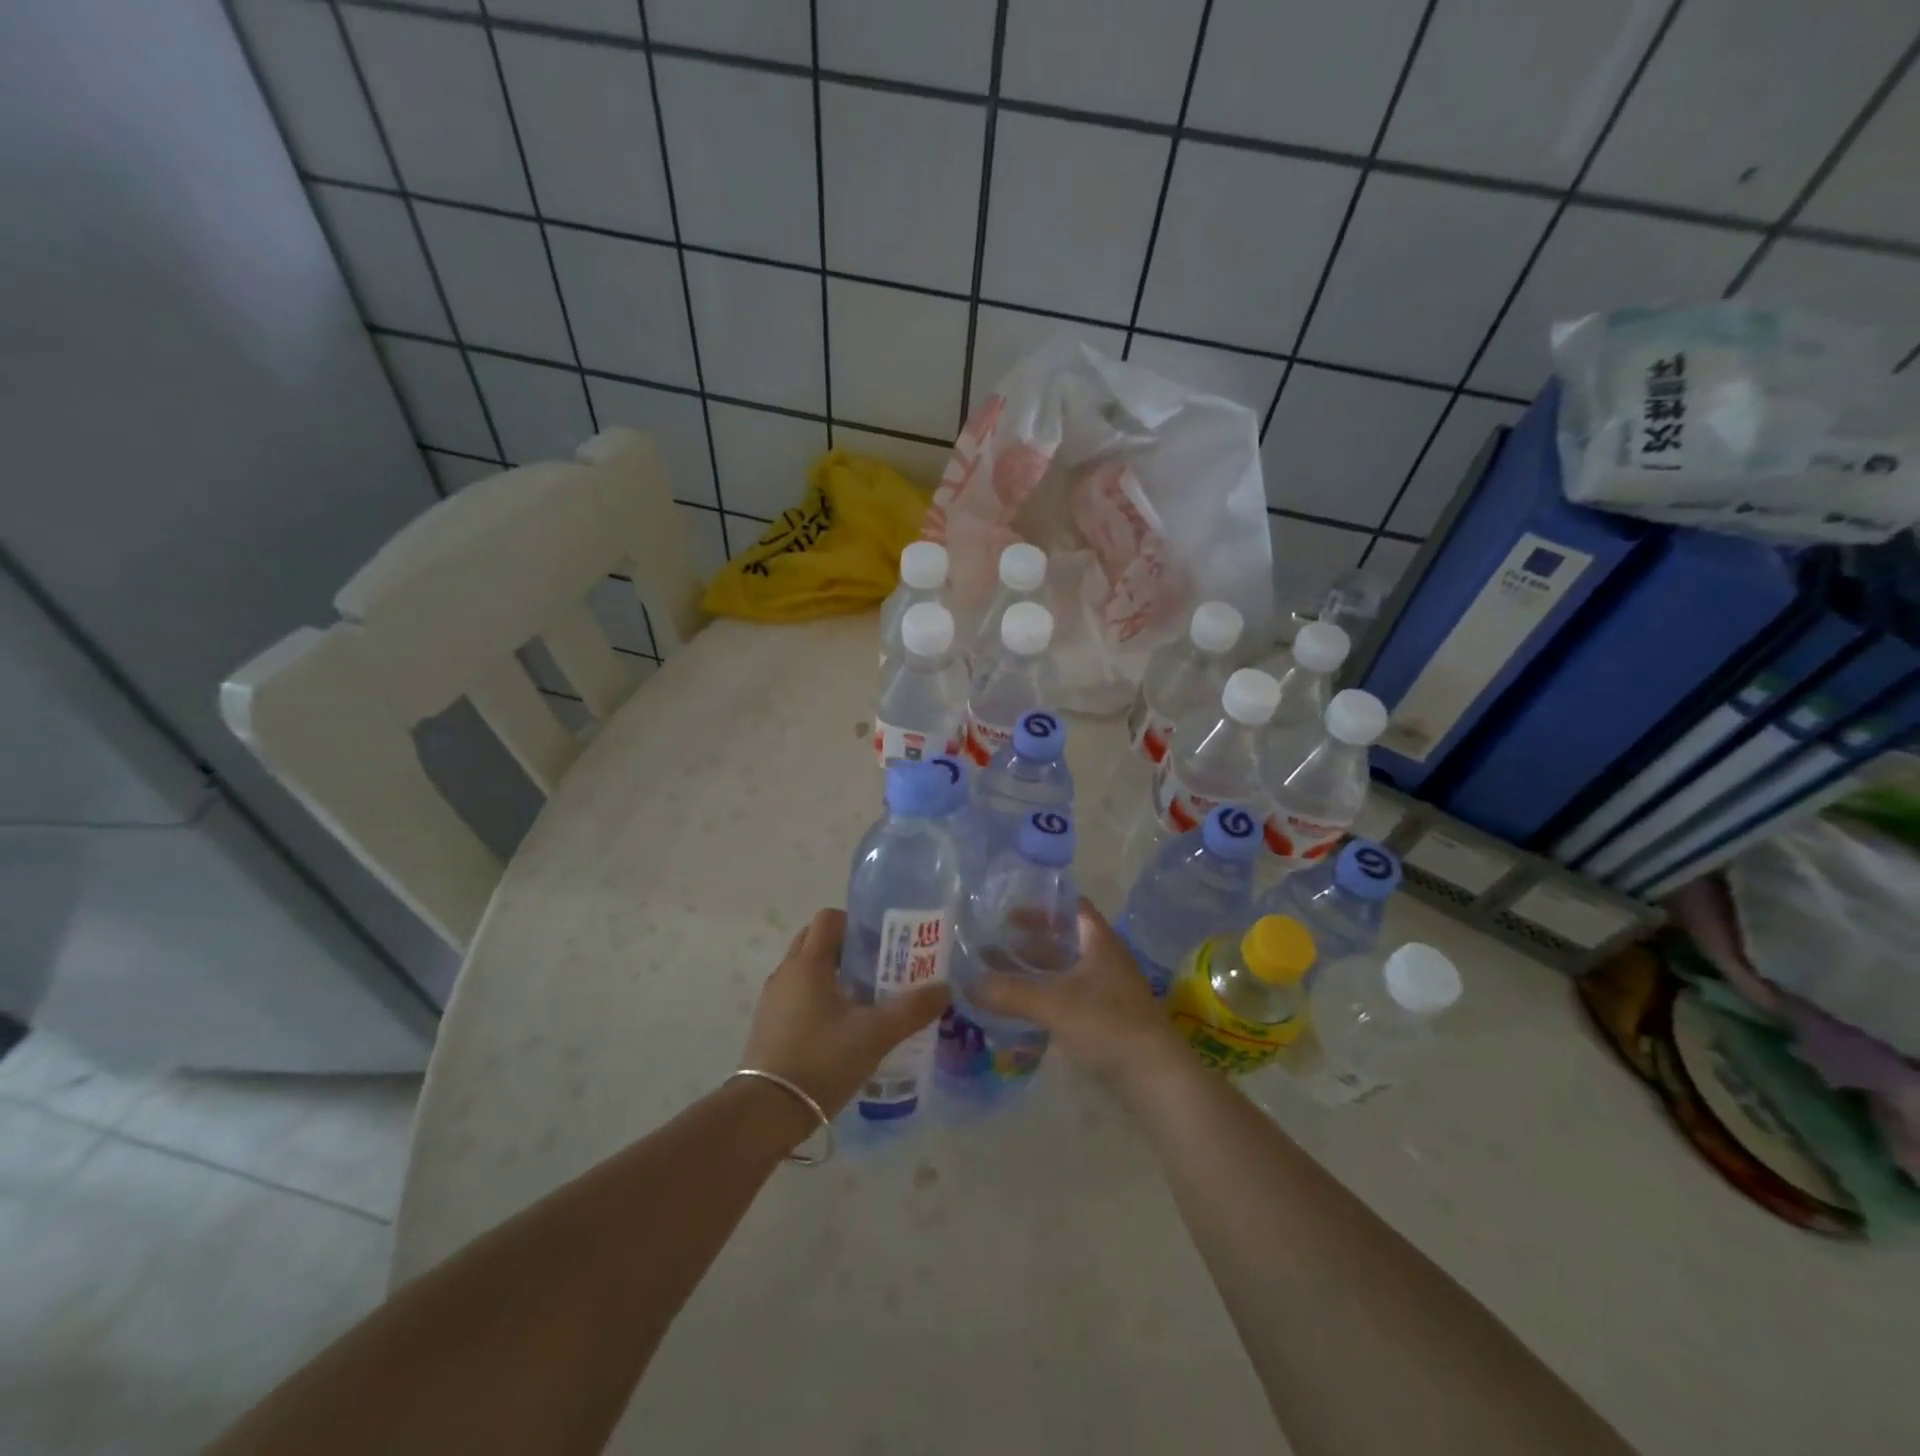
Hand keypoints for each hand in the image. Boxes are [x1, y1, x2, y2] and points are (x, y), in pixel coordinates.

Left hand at [740, 908, 948, 1118]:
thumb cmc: (821, 1060)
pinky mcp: (768, 1025)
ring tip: (865, 999)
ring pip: (806, 969)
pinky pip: (796, 995)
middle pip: (816, 940)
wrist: (766, 1112)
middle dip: (847, 948)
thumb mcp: (875, 1035)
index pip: (829, 918)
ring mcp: (773, 999)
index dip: (857, 923)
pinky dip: (818, 998)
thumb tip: (944, 989)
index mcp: (808, 963)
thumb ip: (912, 1009)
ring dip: (833, 974)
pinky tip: (841, 1028)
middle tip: (878, 968)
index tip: (882, 943)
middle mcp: (786, 972)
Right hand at [970, 898, 1186, 1089]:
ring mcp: (1108, 992)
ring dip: (1035, 973)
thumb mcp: (1053, 1003)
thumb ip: (1010, 993)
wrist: (1155, 1077)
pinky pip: (1069, 999)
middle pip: (1064, 941)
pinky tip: (1021, 1009)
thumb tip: (967, 984)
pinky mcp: (1106, 1021)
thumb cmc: (1107, 1023)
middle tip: (992, 945)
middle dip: (1029, 943)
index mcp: (1099, 942)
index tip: (1008, 911)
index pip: (1071, 909)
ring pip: (1065, 972)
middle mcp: (1105, 960)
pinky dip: (1045, 998)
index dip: (1041, 906)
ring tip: (998, 977)